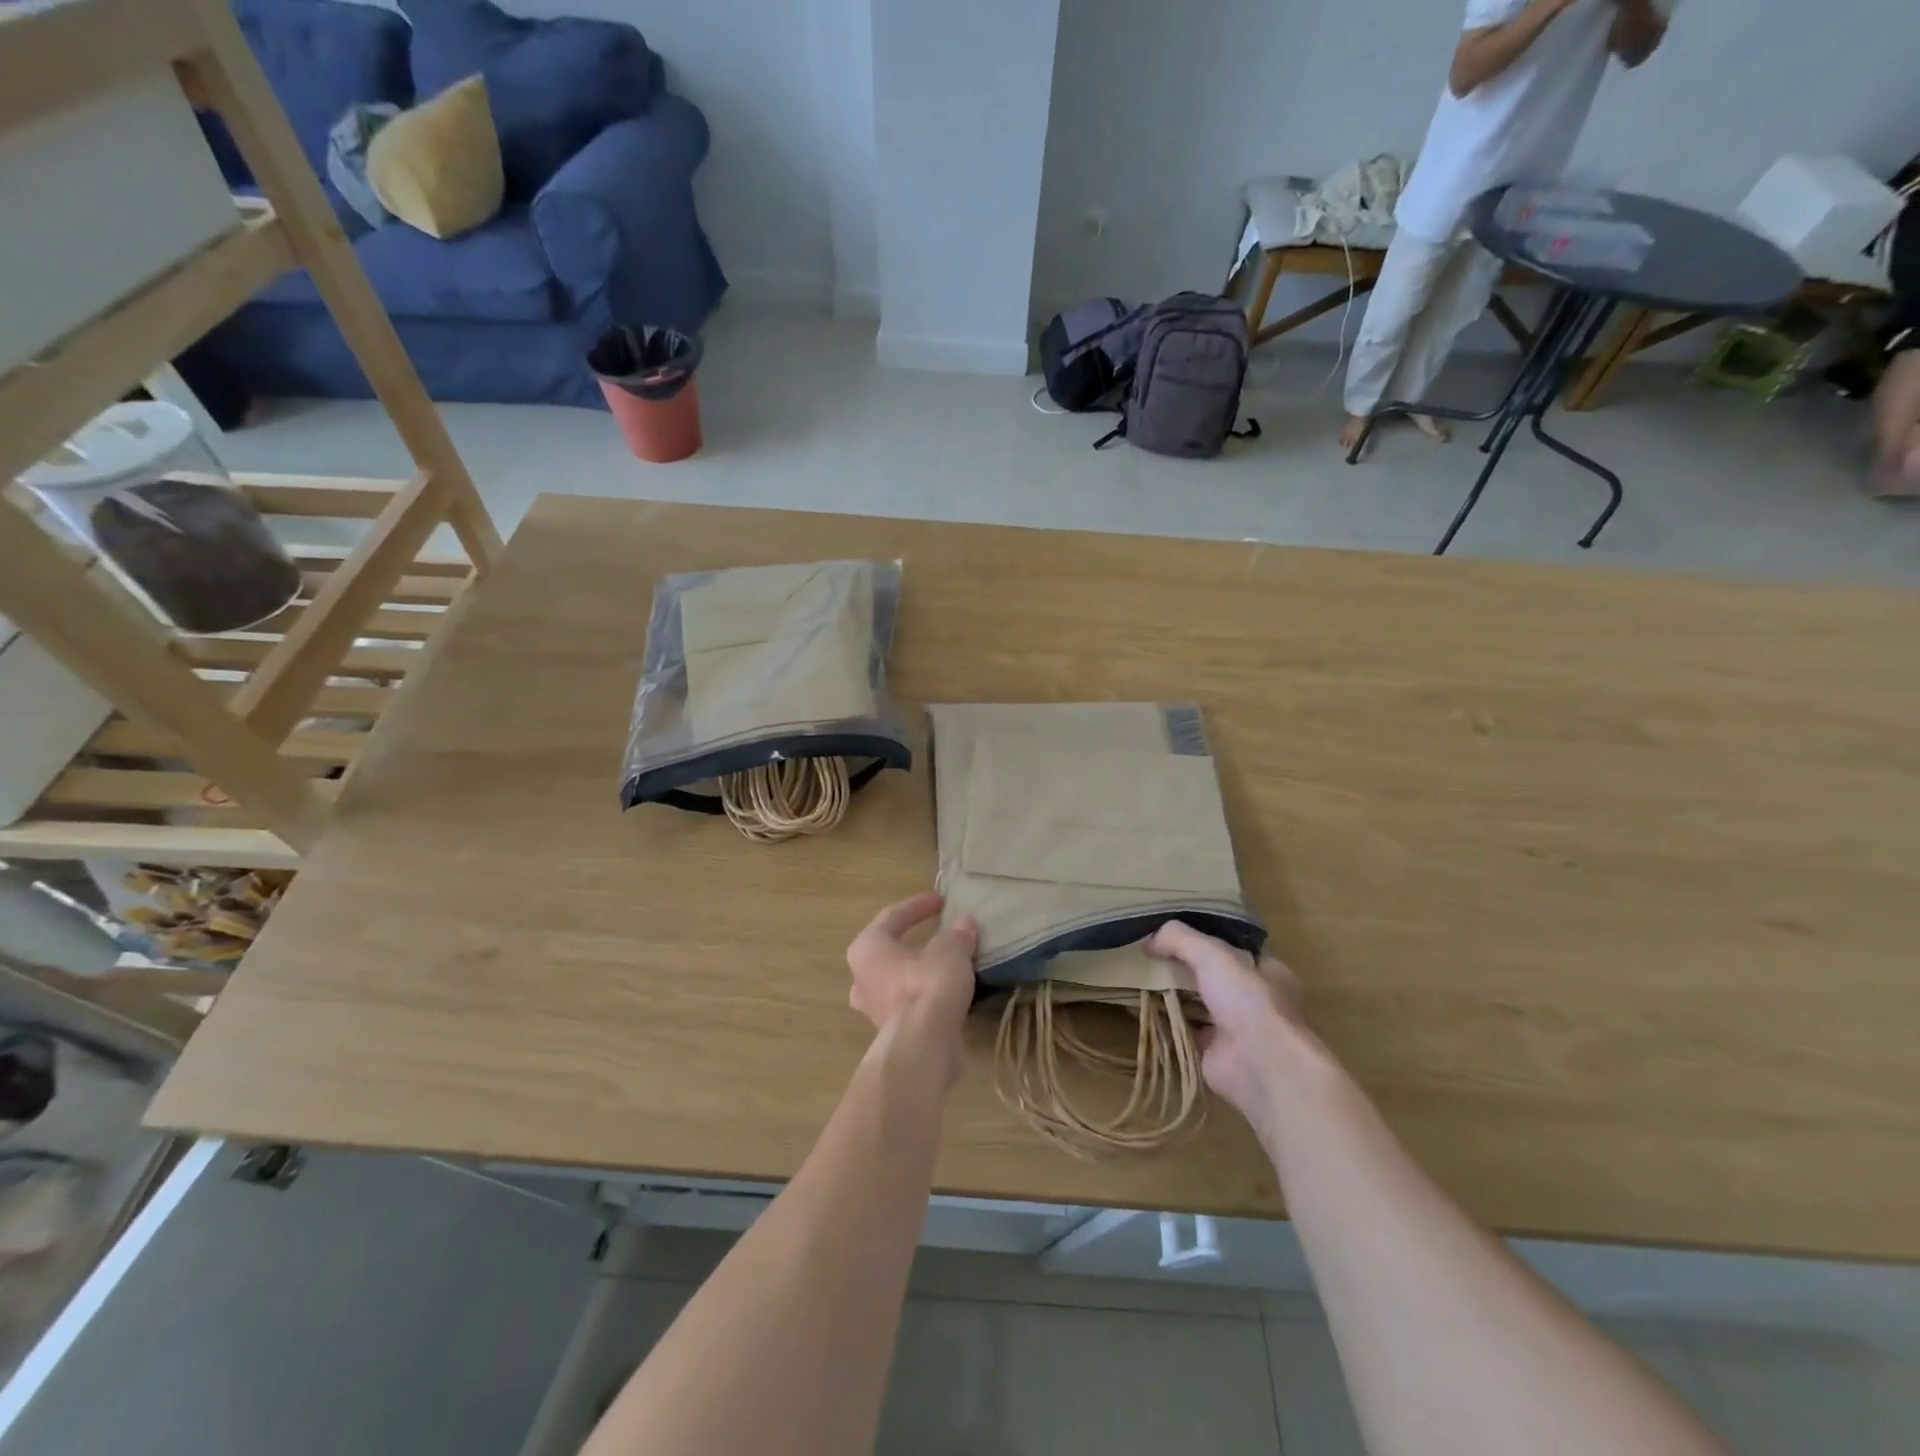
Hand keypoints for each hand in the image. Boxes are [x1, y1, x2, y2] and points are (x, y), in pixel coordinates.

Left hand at [847, 893, 977, 1080]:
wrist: (923, 1047)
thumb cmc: (928, 986)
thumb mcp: (950, 950)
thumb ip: (957, 935)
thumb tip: (965, 924)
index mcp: (867, 948)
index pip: (892, 916)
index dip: (918, 905)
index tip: (942, 901)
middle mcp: (862, 976)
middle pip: (890, 949)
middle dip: (914, 940)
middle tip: (939, 932)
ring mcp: (873, 1007)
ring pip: (898, 978)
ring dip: (920, 969)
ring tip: (948, 963)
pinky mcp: (891, 1031)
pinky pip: (909, 1002)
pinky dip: (927, 993)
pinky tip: (949, 991)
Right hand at [1148, 922, 1309, 1138]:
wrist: (1260, 1066)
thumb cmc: (1248, 1000)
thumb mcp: (1212, 954)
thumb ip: (1180, 939)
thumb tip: (1148, 939)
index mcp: (1267, 972)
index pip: (1234, 949)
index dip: (1207, 938)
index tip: (1174, 933)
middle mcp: (1253, 1000)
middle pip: (1212, 977)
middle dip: (1183, 968)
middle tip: (1150, 955)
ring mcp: (1235, 1029)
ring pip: (1197, 1005)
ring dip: (1172, 995)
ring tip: (1138, 978)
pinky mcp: (1214, 1054)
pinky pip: (1184, 1031)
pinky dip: (1164, 1023)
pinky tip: (1139, 1009)